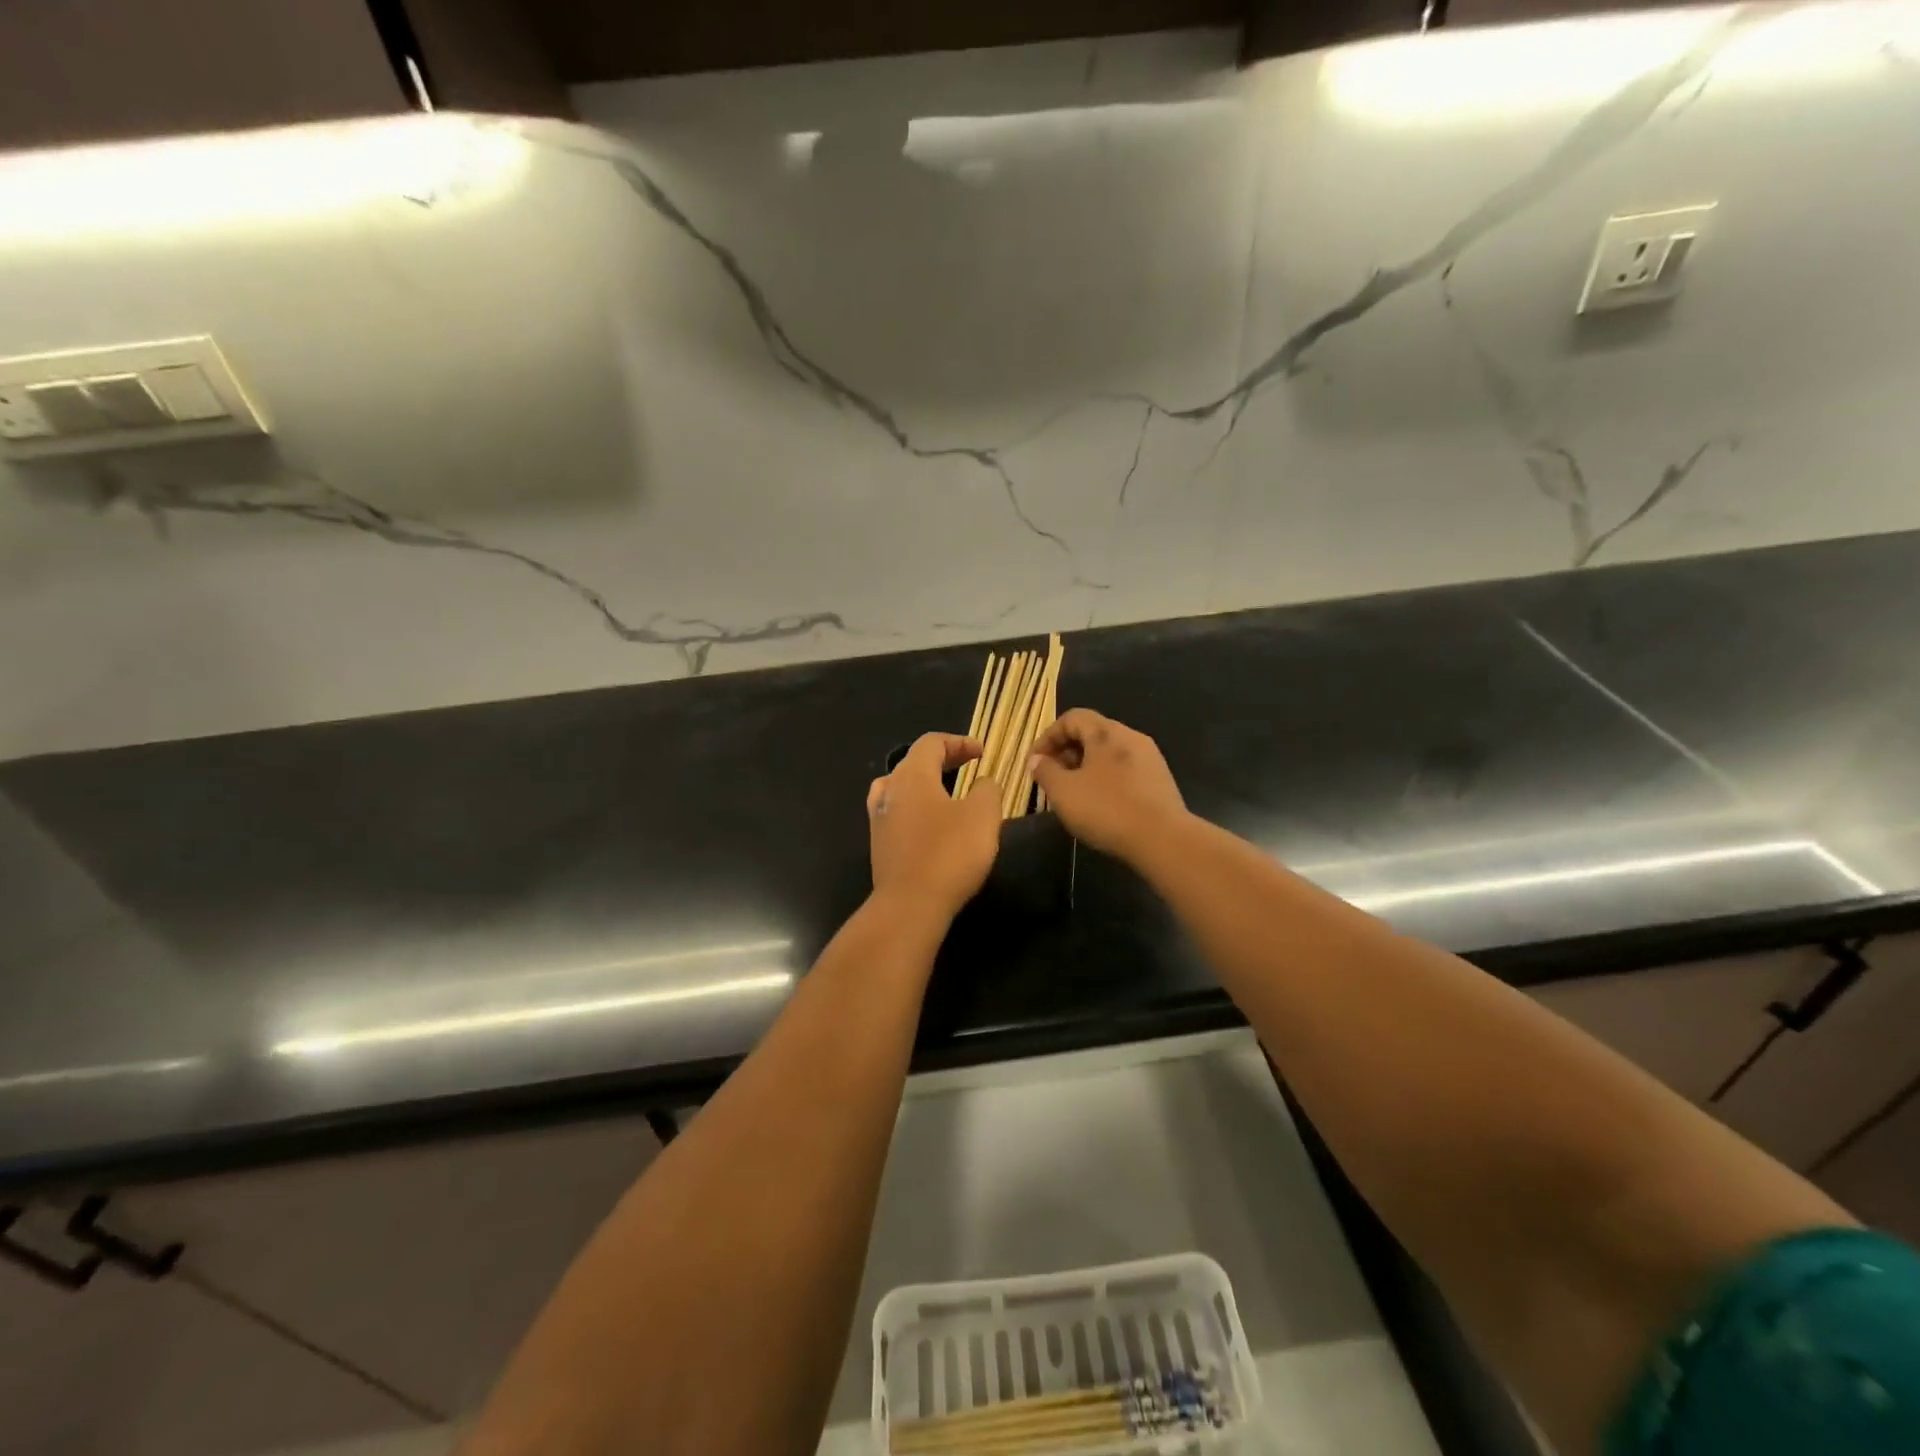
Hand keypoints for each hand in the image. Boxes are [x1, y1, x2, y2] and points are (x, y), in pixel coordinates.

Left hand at [867, 733, 1002, 920]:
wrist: (910, 905)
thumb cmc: (949, 853)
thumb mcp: (983, 816)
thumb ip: (987, 790)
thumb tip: (983, 782)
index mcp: (912, 775)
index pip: (931, 743)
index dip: (958, 742)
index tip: (982, 753)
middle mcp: (889, 790)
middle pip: (914, 762)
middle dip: (943, 760)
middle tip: (969, 766)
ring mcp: (879, 818)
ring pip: (902, 788)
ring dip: (926, 784)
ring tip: (948, 792)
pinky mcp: (879, 844)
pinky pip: (898, 813)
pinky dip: (917, 808)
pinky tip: (932, 824)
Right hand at [1028, 710, 1188, 862]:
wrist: (1163, 839)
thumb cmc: (1107, 809)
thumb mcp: (1064, 792)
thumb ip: (1045, 771)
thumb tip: (1036, 759)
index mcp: (1106, 732)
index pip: (1072, 718)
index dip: (1048, 736)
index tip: (1035, 762)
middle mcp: (1130, 736)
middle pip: (1092, 733)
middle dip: (1066, 752)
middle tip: (1051, 778)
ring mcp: (1149, 758)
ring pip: (1109, 753)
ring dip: (1086, 766)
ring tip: (1073, 793)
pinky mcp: (1160, 780)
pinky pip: (1125, 769)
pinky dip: (1106, 778)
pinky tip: (1100, 804)